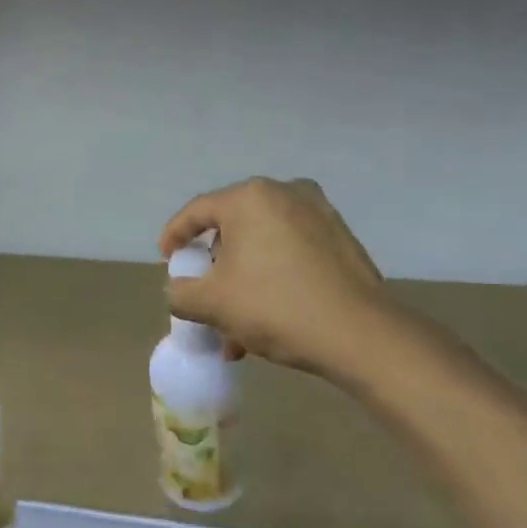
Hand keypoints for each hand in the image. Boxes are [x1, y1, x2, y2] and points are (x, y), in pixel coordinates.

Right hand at [160, 178, 386, 377]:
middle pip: (233, 228)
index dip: (174, 235)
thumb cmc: (275, 307)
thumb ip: (180, 292)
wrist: (360, 334)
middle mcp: (286, 193)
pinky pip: (291, 252)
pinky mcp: (341, 238)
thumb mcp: (212, 303)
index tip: (166, 259)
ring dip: (244, 280)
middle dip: (215, 267)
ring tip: (236, 326)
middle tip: (204, 295)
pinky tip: (269, 317)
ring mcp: (319, 213)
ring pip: (263, 245)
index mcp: (250, 198)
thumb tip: (179, 288)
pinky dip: (273, 276)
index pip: (197, 211)